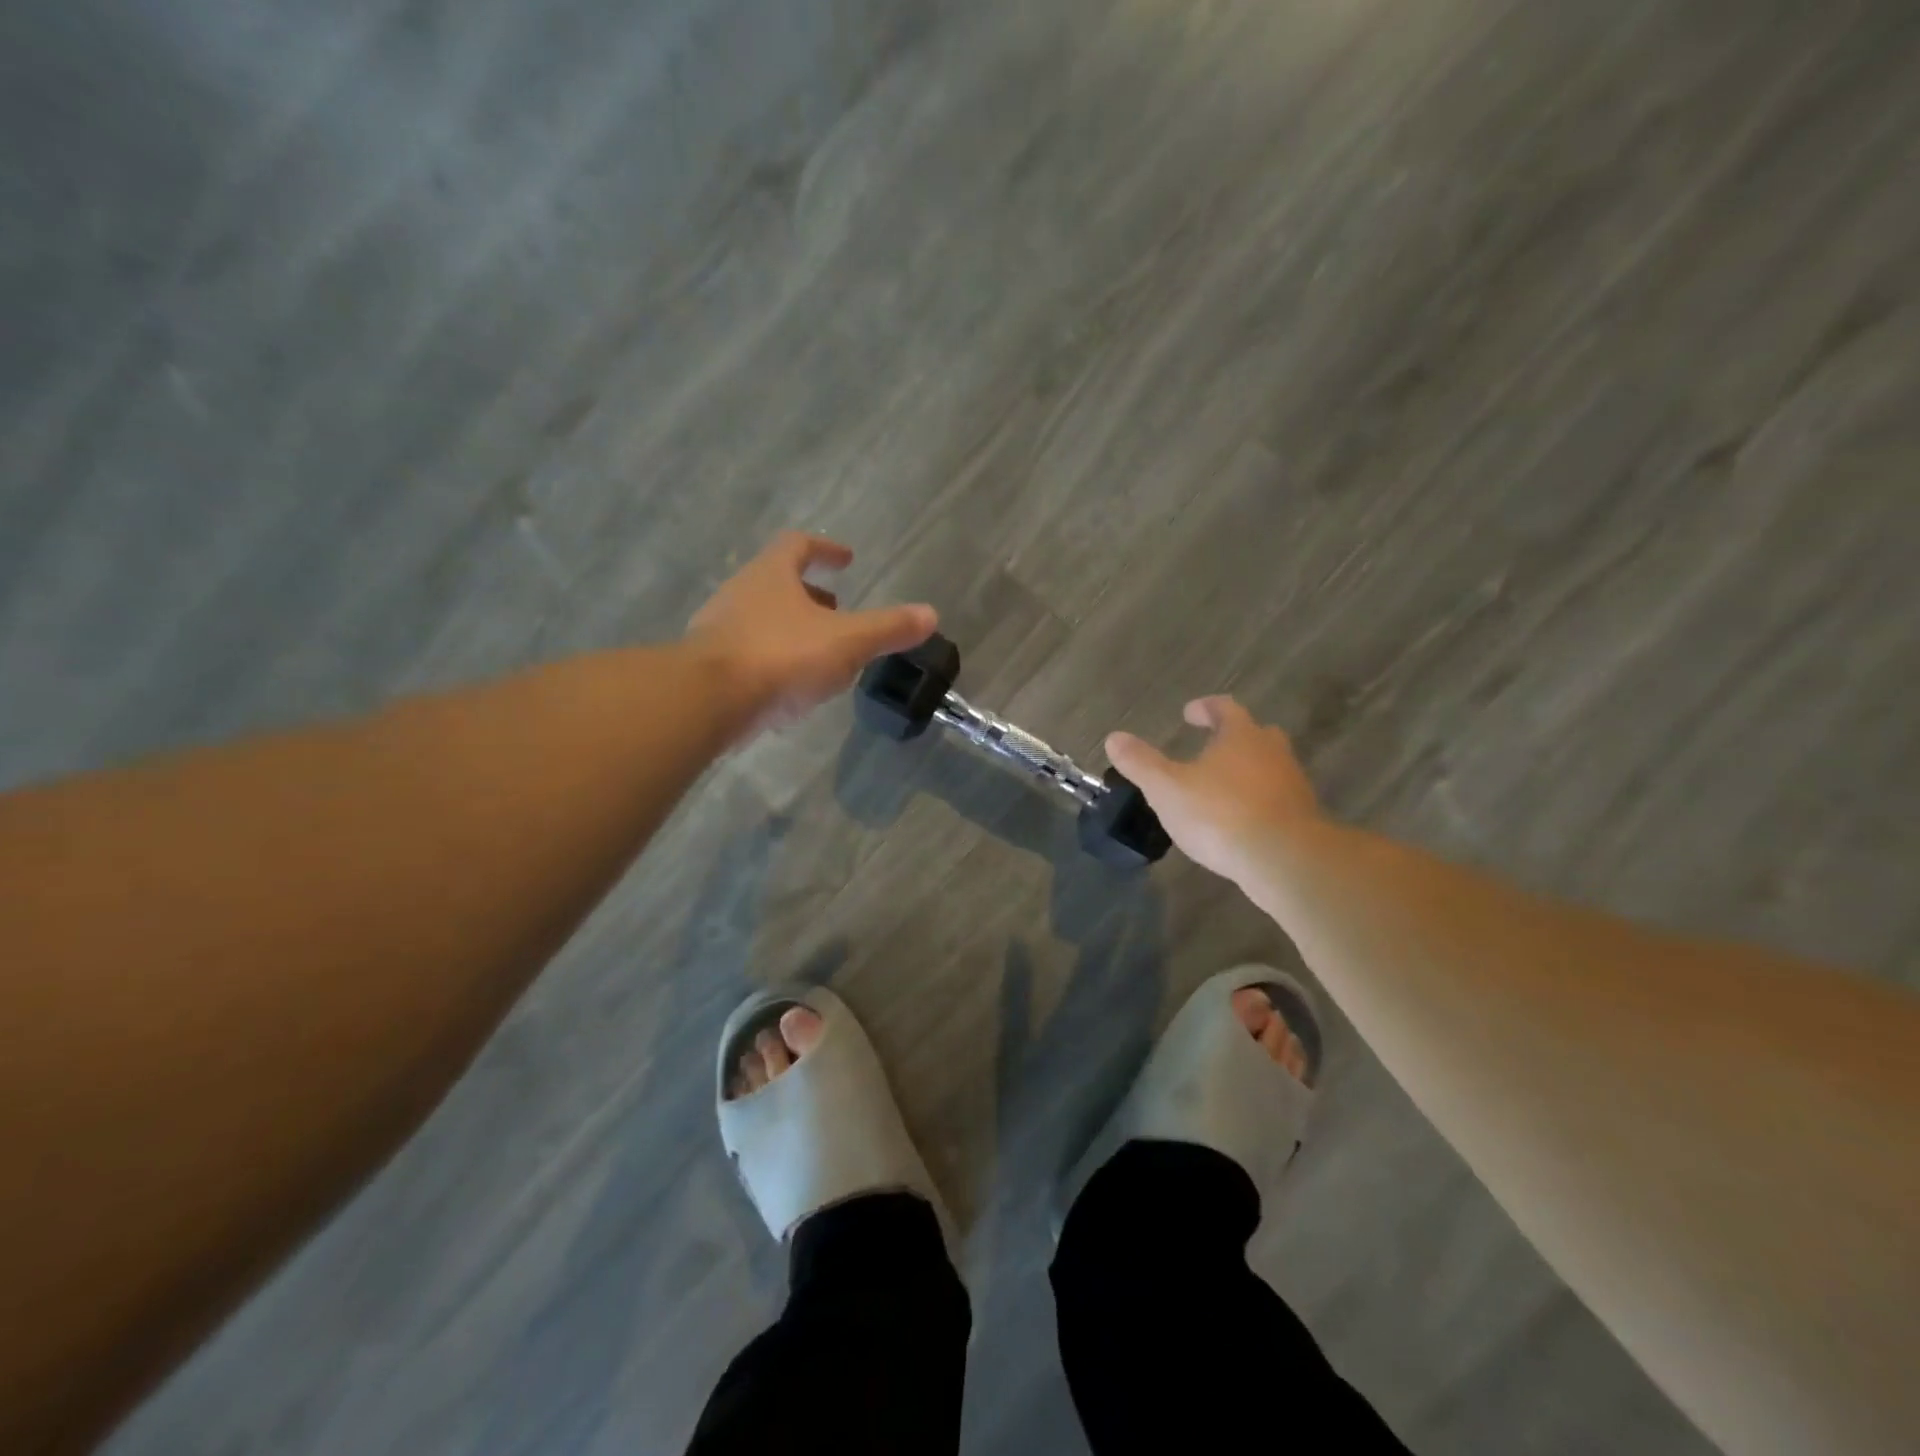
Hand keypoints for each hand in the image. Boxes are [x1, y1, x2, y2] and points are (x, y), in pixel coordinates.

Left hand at [688, 532, 936, 736]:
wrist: (708, 701)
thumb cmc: (781, 657)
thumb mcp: (847, 641)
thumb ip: (888, 628)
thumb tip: (930, 614)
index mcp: (772, 574)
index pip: (798, 546)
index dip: (825, 549)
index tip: (846, 559)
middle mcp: (740, 593)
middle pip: (777, 582)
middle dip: (809, 595)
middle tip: (837, 609)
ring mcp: (718, 629)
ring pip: (760, 618)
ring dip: (790, 628)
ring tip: (819, 652)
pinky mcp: (707, 666)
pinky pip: (747, 653)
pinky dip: (772, 660)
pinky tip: (789, 687)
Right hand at [1105, 696, 1321, 881]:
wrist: (1284, 859)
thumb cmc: (1220, 814)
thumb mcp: (1166, 788)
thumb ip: (1140, 762)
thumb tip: (1114, 737)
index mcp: (1241, 736)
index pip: (1225, 708)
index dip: (1206, 708)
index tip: (1190, 713)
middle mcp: (1272, 752)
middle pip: (1255, 734)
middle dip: (1232, 738)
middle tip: (1211, 747)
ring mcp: (1292, 785)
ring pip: (1269, 768)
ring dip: (1247, 772)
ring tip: (1220, 789)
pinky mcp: (1302, 818)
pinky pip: (1276, 800)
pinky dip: (1258, 803)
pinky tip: (1239, 822)